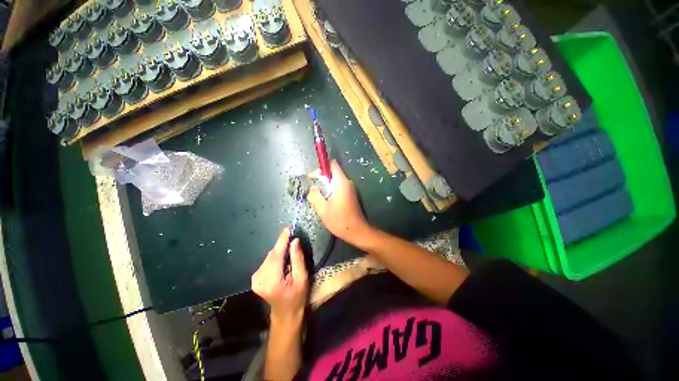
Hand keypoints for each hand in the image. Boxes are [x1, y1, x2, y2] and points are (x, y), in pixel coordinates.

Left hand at [251, 228, 307, 322]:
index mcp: (272, 281)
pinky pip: (267, 262)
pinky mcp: (255, 279)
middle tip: (293, 241)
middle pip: (272, 255)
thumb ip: (298, 259)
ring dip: (279, 252)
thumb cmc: (297, 298)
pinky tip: (282, 263)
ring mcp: (255, 280)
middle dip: (282, 246)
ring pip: (269, 257)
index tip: (287, 229)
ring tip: (290, 254)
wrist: (285, 315)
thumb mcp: (302, 278)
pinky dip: (275, 258)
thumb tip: (295, 241)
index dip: (282, 241)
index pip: (276, 255)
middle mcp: (260, 279)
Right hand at [308, 160, 371, 245]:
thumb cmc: (340, 220)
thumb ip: (315, 196)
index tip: (313, 177)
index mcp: (341, 182)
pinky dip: (330, 191)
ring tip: (317, 197)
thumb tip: (313, 188)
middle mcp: (347, 183)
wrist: (357, 231)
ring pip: (335, 182)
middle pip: (333, 173)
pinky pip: (338, 188)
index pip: (332, 165)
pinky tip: (325, 202)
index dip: (321, 168)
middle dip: (321, 178)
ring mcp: (350, 189)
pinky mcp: (350, 196)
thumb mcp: (323, 209)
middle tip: (313, 189)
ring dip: (325, 186)